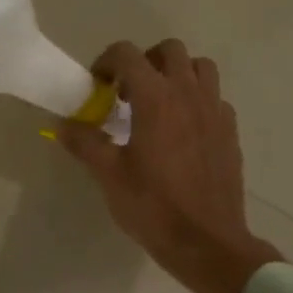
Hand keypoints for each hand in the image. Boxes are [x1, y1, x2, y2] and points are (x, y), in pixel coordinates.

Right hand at [59, 39, 280, 292]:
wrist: (206, 241)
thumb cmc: (153, 207)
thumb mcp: (109, 175)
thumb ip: (85, 142)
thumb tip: (62, 124)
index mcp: (156, 98)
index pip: (127, 54)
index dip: (106, 62)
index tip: (97, 87)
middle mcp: (189, 94)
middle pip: (169, 50)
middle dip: (145, 61)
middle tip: (127, 92)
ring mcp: (215, 110)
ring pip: (200, 68)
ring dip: (177, 74)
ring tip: (159, 104)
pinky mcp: (230, 131)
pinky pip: (214, 97)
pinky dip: (197, 100)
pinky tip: (183, 130)